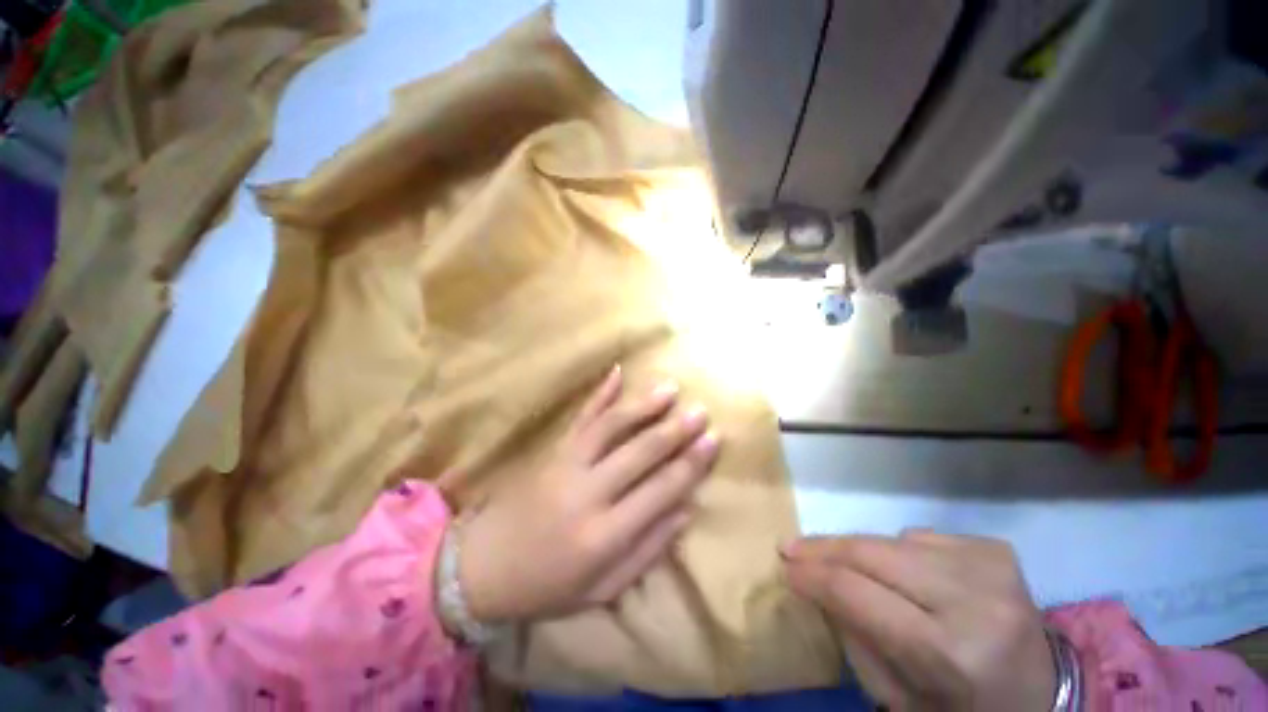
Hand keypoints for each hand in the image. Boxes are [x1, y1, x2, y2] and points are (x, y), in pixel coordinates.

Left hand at [458, 365, 719, 623]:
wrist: (483, 567)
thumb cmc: (547, 586)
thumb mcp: (602, 588)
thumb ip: (648, 549)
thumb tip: (686, 510)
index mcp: (604, 535)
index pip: (660, 491)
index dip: (691, 465)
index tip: (713, 440)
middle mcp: (588, 493)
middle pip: (640, 452)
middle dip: (674, 430)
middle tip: (701, 411)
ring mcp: (567, 465)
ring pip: (611, 426)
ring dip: (643, 405)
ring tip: (670, 388)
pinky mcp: (553, 451)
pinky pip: (581, 417)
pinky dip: (600, 393)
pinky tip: (617, 371)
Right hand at [783, 532, 1054, 710]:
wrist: (1042, 698)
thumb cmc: (962, 711)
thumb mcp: (897, 699)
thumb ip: (853, 637)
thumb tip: (817, 583)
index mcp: (952, 655)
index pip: (858, 594)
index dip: (813, 575)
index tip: (784, 566)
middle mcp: (975, 603)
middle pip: (873, 553)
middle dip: (824, 548)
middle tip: (792, 547)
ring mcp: (992, 569)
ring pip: (893, 539)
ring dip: (862, 552)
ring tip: (848, 567)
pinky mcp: (998, 551)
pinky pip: (922, 537)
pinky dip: (903, 552)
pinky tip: (911, 575)